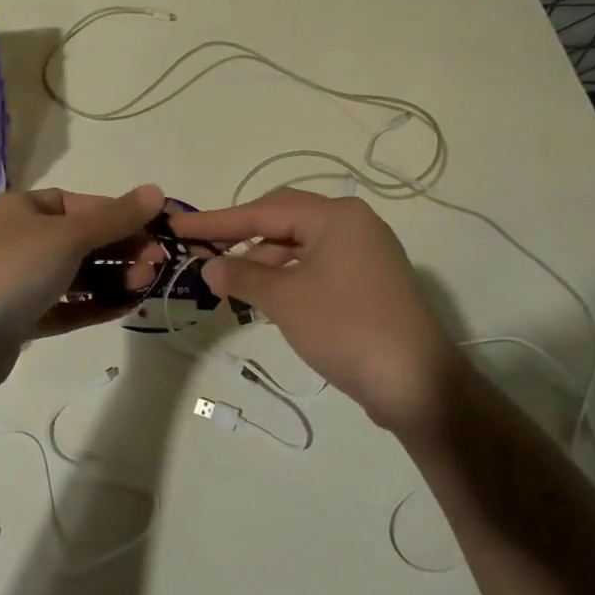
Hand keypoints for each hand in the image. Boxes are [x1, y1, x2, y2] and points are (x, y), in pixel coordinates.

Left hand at [0, 184, 165, 389]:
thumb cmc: (15, 269)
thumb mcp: (69, 235)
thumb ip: (116, 217)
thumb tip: (156, 191)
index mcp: (22, 208)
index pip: (80, 204)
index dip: (119, 215)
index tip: (154, 232)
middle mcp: (17, 239)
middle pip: (80, 240)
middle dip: (121, 250)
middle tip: (157, 265)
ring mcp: (17, 280)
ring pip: (74, 275)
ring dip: (112, 277)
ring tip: (145, 286)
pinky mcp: (20, 318)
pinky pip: (64, 306)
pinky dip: (93, 305)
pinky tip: (124, 308)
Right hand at [172, 189, 465, 435]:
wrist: (416, 384)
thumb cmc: (345, 328)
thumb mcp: (284, 299)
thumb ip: (241, 276)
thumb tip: (209, 266)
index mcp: (335, 216)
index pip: (263, 211)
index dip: (217, 221)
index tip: (178, 225)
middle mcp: (353, 224)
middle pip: (282, 221)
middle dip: (241, 237)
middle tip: (203, 251)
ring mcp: (365, 253)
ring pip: (299, 246)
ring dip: (263, 262)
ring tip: (232, 285)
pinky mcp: (368, 281)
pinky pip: (316, 266)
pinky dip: (287, 277)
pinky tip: (266, 299)